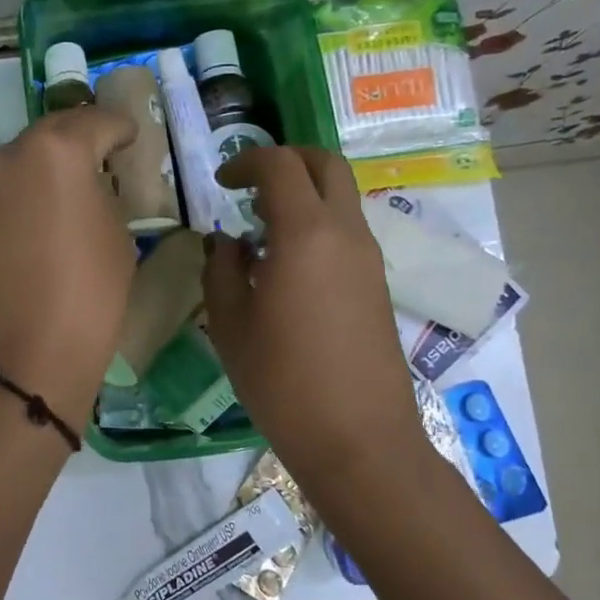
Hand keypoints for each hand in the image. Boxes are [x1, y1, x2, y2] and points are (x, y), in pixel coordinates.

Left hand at [0, 106, 137, 429]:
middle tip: (104, 159)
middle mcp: (8, 159)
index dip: (121, 128)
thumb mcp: (118, 239)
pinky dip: (26, 199)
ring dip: (48, 171)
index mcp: (55, 151)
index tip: (133, 137)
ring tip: (73, 195)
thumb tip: (92, 190)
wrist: (20, 362)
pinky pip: (5, 197)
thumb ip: (105, 198)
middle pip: (51, 135)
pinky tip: (43, 225)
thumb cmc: (87, 297)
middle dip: (80, 142)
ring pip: (22, 165)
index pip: (96, 122)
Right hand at [202, 147, 429, 490]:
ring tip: (261, 233)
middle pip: (325, 165)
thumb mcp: (230, 325)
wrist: (357, 438)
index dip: (246, 162)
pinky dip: (317, 225)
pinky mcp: (377, 284)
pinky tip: (287, 268)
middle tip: (250, 186)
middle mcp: (345, 233)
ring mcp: (368, 258)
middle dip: (287, 161)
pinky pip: (347, 232)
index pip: (280, 165)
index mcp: (305, 234)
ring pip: (341, 197)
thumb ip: (222, 271)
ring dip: (303, 196)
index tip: (222, 183)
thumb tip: (228, 243)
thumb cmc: (282, 382)